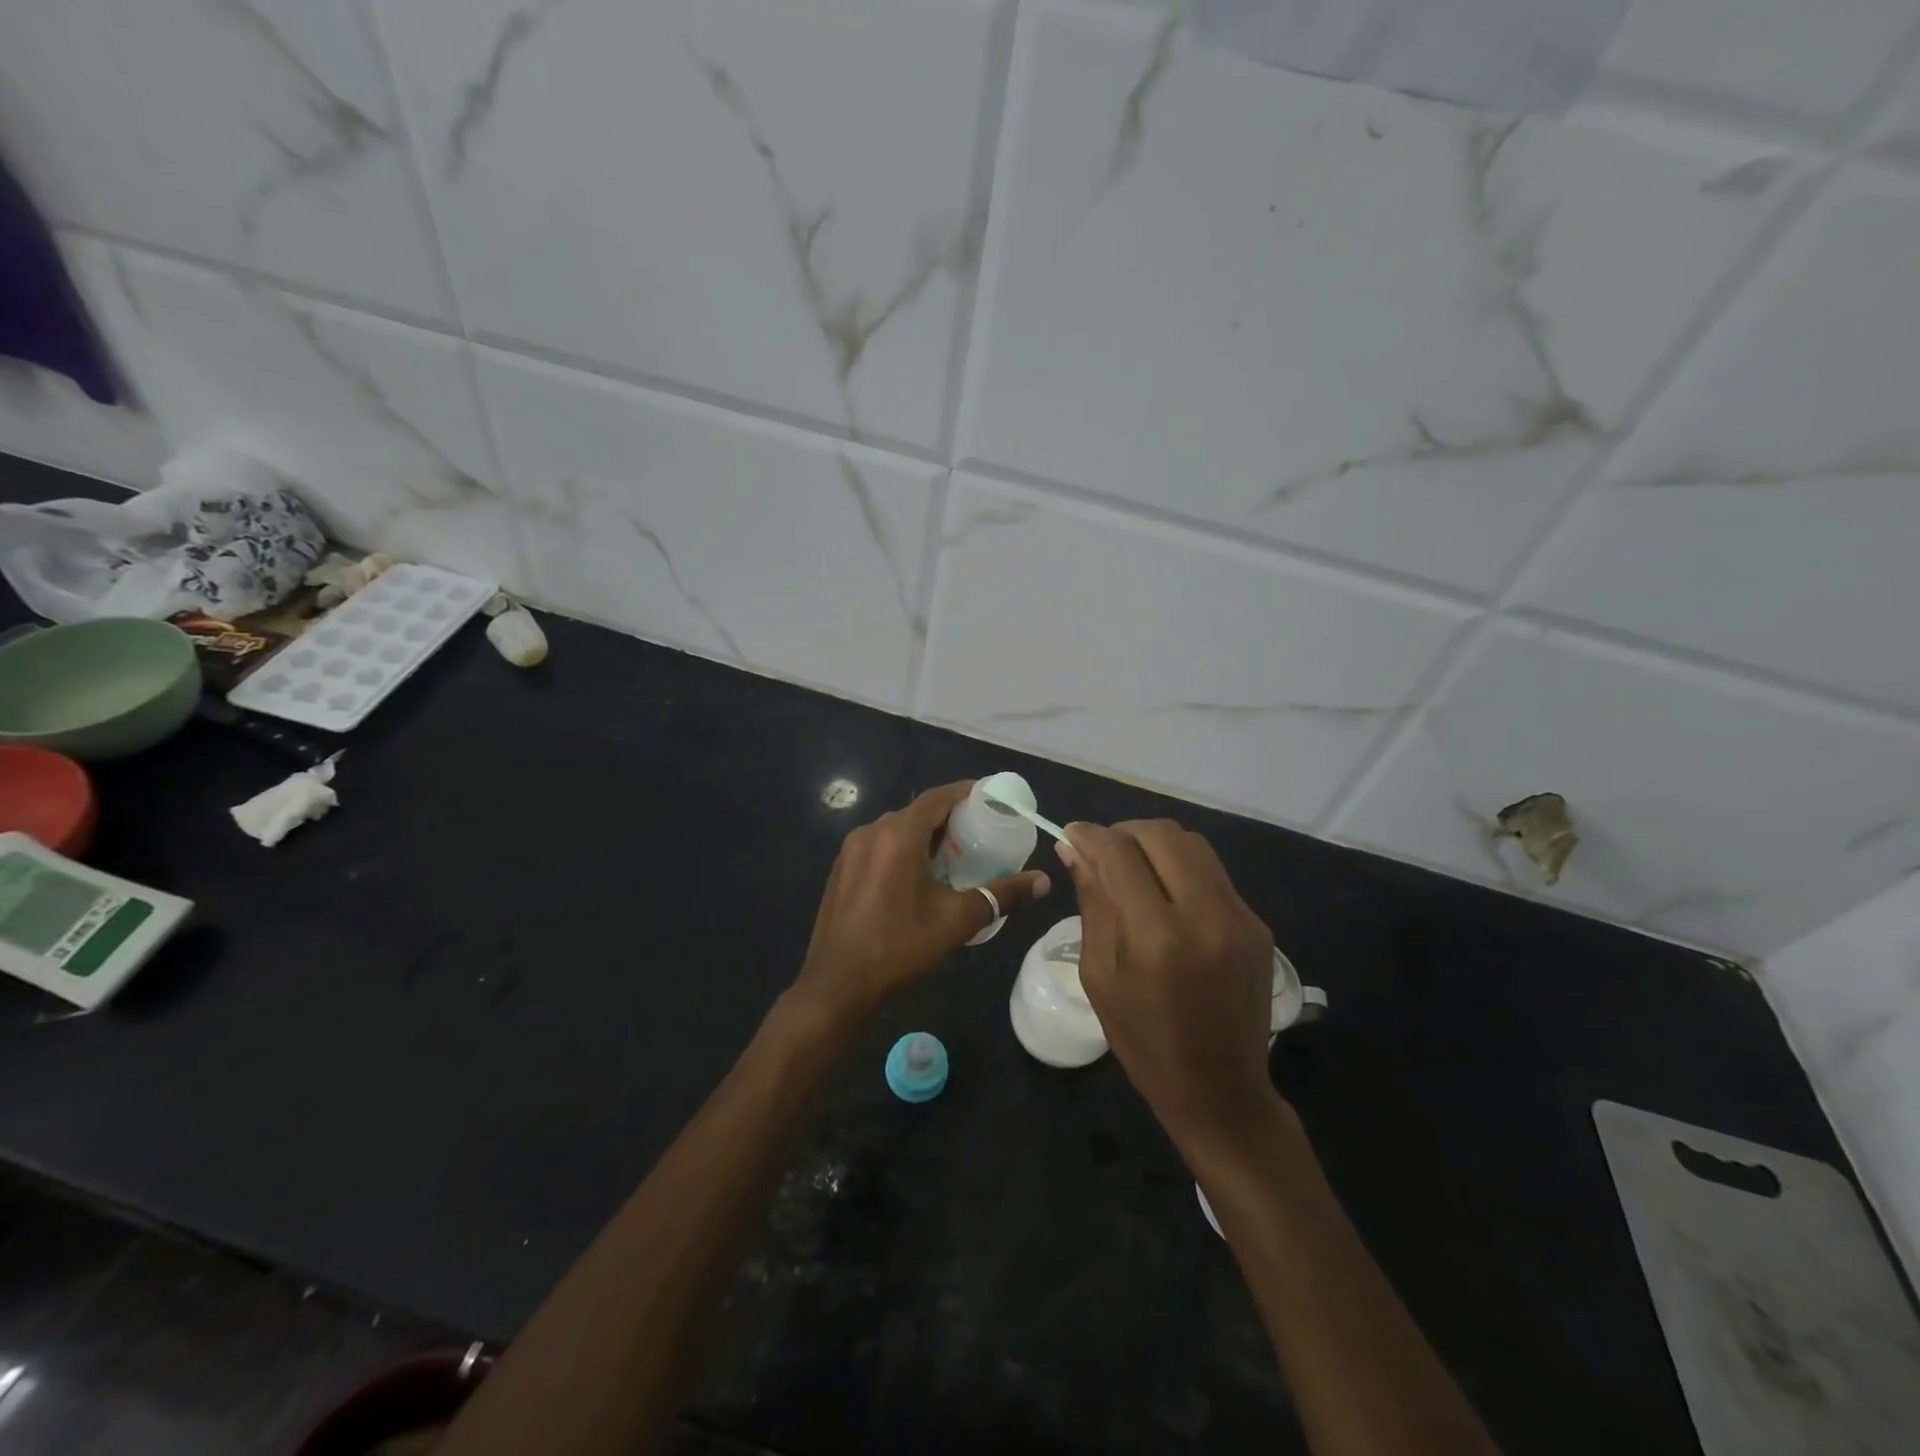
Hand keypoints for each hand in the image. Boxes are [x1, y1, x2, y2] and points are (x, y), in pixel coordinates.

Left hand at [794, 781, 1049, 1022]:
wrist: (837, 985)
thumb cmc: (899, 946)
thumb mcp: (956, 920)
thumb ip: (1001, 895)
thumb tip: (1043, 881)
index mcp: (898, 835)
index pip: (938, 797)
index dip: (966, 793)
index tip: (992, 799)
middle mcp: (871, 832)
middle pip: (917, 812)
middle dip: (949, 818)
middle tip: (980, 834)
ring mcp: (850, 851)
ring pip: (896, 830)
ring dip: (925, 836)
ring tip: (954, 856)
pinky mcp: (841, 870)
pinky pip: (878, 847)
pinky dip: (902, 851)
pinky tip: (918, 878)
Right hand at [1058, 820, 1276, 1146]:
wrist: (1221, 1091)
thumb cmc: (1144, 1042)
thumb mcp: (1101, 975)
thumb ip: (1093, 904)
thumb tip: (1075, 850)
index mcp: (1158, 937)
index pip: (1120, 854)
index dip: (1090, 836)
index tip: (1071, 835)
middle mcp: (1206, 915)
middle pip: (1161, 835)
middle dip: (1123, 832)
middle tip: (1101, 853)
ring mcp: (1240, 916)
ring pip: (1192, 844)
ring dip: (1154, 844)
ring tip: (1132, 867)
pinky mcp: (1258, 923)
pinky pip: (1212, 872)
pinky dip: (1181, 868)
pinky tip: (1165, 896)